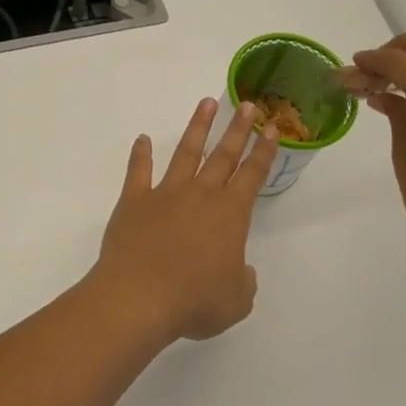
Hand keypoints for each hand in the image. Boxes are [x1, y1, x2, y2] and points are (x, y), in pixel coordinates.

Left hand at [85, 98, 279, 345]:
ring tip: (206, 103)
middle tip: (246, 104)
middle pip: (223, 155)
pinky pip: (138, 171)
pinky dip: (141, 154)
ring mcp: (165, 194)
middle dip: (237, 129)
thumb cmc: (194, 301)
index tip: (271, 128)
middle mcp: (200, 195)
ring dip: (197, 127)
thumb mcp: (235, 302)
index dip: (264, 151)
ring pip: (185, 153)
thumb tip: (241, 271)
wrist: (139, 297)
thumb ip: (244, 282)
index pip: (253, 175)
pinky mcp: (134, 201)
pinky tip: (143, 139)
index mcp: (230, 215)